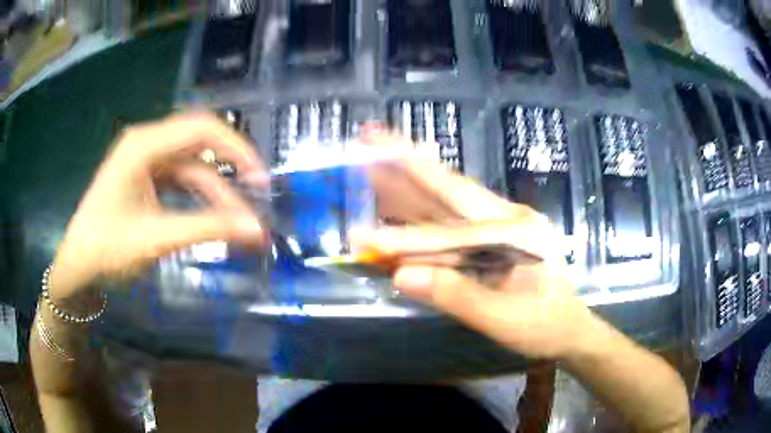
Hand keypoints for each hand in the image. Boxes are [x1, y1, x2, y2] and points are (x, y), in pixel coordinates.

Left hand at [50, 114, 266, 301]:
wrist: (77, 268)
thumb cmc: (107, 250)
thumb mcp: (156, 238)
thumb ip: (207, 230)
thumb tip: (256, 230)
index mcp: (143, 145)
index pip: (202, 129)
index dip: (237, 149)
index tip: (261, 180)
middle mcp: (146, 144)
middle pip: (199, 147)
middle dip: (229, 174)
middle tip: (255, 203)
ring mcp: (144, 161)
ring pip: (191, 168)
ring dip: (215, 194)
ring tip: (237, 224)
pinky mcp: (144, 179)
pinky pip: (180, 182)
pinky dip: (199, 199)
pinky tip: (212, 218)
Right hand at [354, 132, 593, 359]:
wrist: (567, 329)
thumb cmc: (542, 327)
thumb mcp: (503, 320)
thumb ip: (456, 296)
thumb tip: (401, 276)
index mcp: (519, 234)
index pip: (456, 234)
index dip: (408, 239)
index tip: (365, 236)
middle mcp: (508, 217)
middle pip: (451, 187)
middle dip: (407, 161)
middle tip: (371, 137)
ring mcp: (498, 223)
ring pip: (446, 198)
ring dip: (407, 178)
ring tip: (372, 155)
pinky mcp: (489, 234)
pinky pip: (448, 219)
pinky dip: (417, 206)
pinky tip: (394, 193)